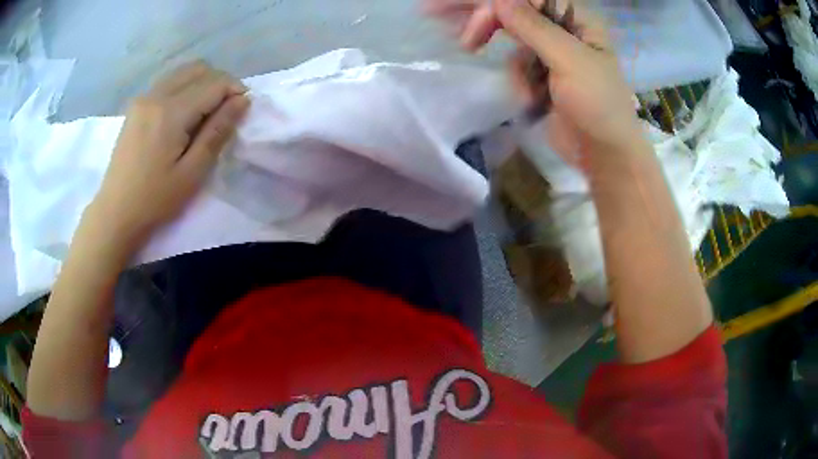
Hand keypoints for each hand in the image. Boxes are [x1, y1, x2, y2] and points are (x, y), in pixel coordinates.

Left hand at [86, 61, 248, 254]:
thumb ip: (217, 132)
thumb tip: (242, 101)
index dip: (235, 91)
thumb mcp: (192, 173)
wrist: (114, 212)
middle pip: (199, 69)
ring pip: (183, 72)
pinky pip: (168, 83)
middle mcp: (156, 94)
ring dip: (202, 84)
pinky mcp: (136, 106)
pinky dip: (184, 89)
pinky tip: (183, 115)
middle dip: (219, 83)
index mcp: (170, 112)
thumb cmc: (154, 200)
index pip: (214, 83)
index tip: (241, 111)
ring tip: (205, 114)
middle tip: (224, 112)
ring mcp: (143, 98)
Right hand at [426, 0, 643, 170]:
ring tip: (467, 46)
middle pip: (513, 9)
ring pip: (509, 32)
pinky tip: (527, 96)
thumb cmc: (598, 105)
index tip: (471, 20)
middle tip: (434, 12)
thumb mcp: (569, 61)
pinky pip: (514, 60)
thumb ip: (534, 27)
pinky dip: (514, 75)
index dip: (493, 3)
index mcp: (576, 18)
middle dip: (479, 14)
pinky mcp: (541, 72)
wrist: (604, 155)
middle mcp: (562, 27)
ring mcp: (551, 50)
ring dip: (493, 43)